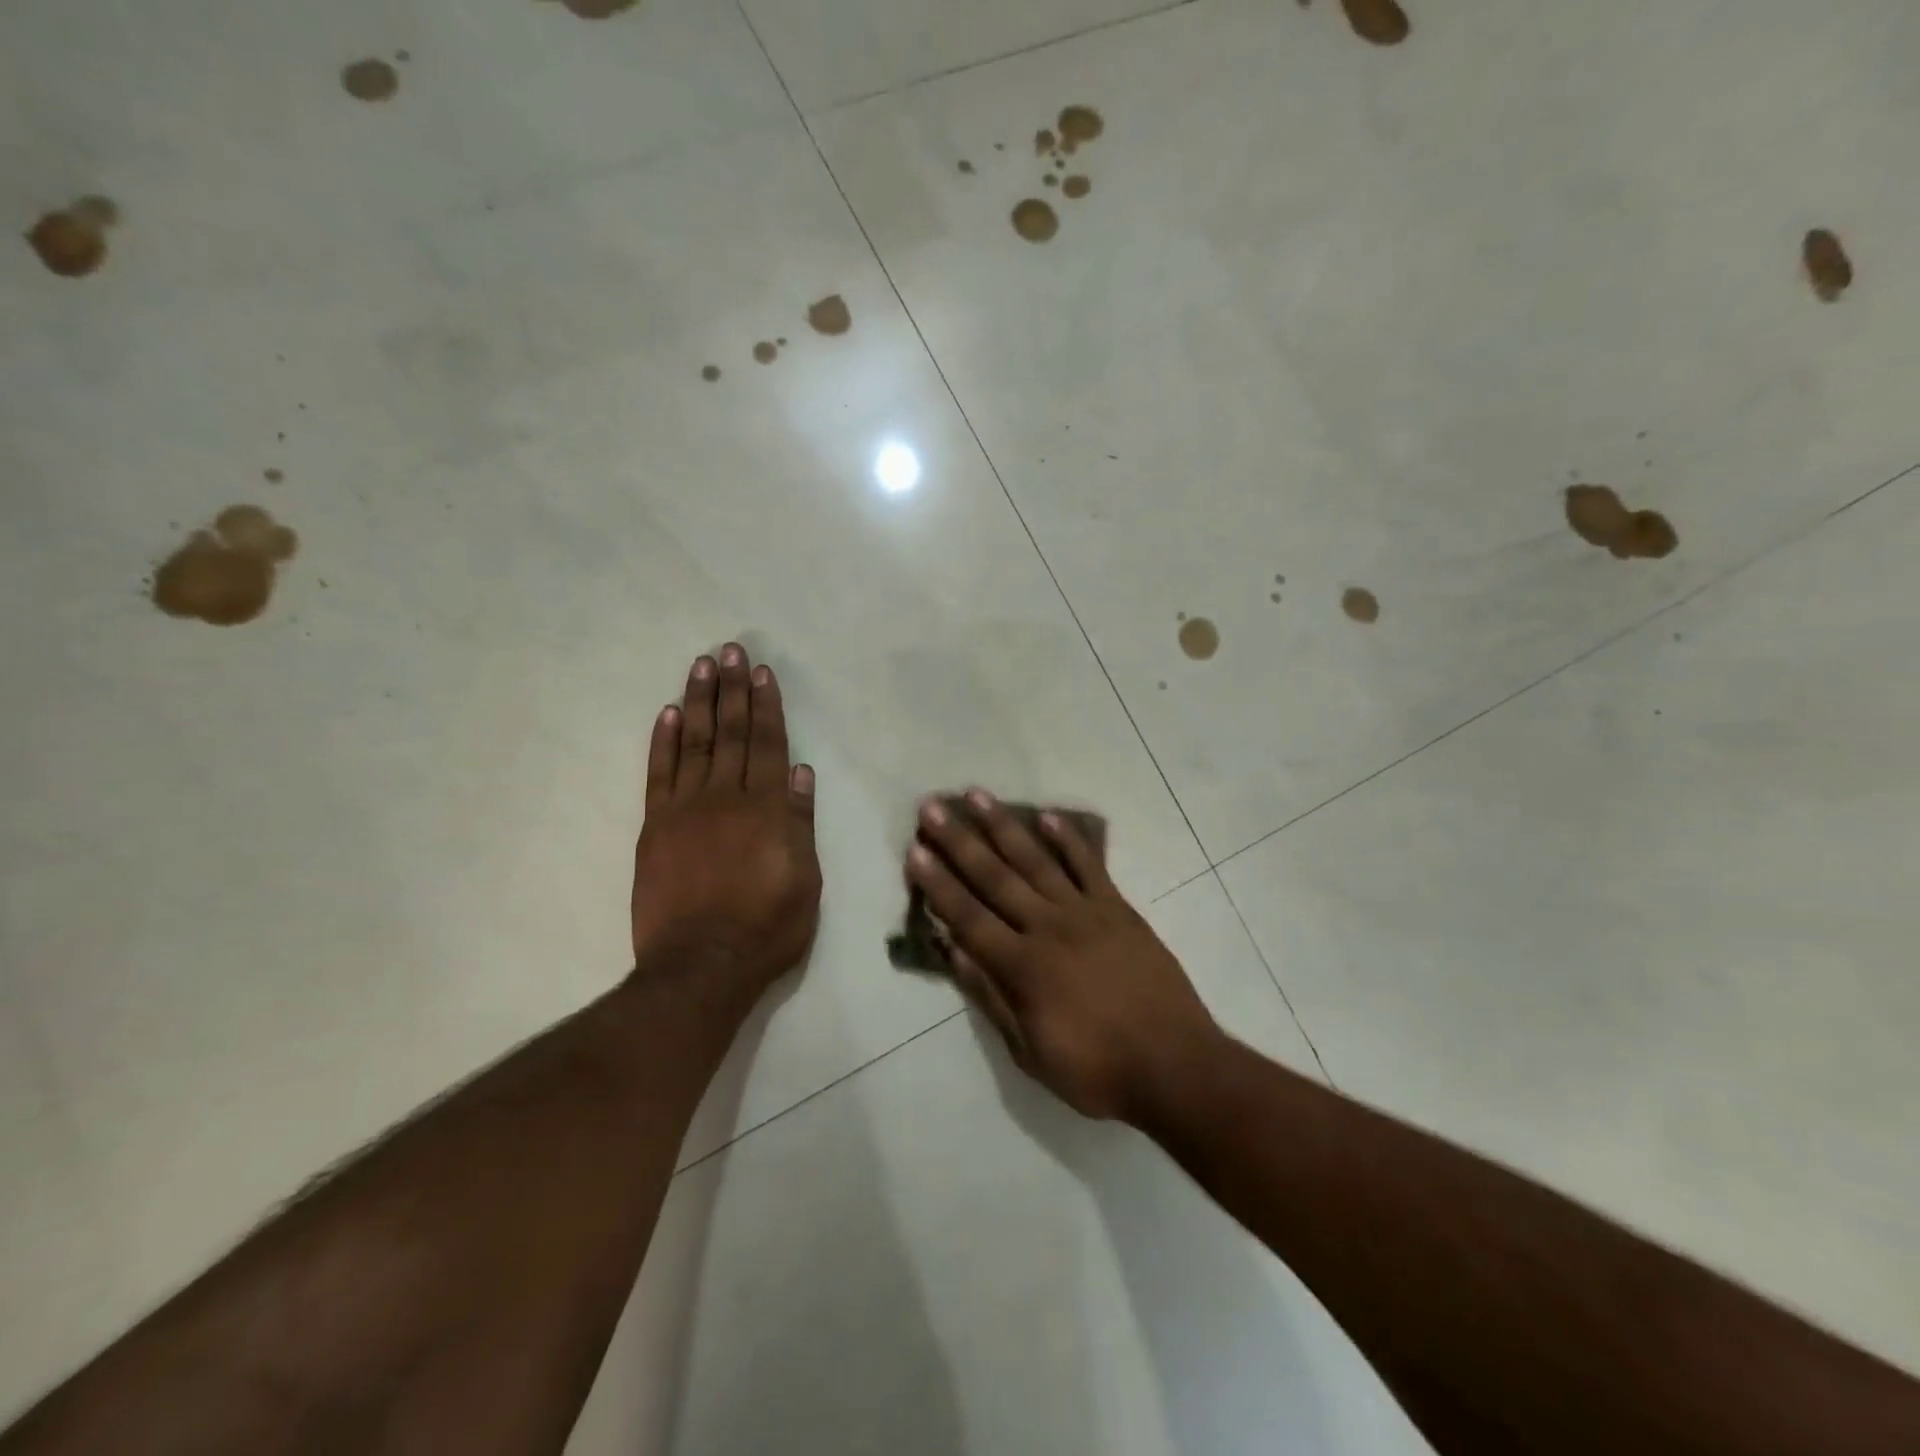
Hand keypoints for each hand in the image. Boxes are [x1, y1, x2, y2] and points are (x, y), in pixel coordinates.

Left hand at [630, 645, 821, 1003]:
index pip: (768, 745)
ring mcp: (685, 810)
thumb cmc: (766, 928)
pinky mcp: (655, 828)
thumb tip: (801, 773)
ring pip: (694, 743)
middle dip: (732, 689)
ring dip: (698, 702)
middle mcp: (726, 798)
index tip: (761, 672)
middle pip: (731, 733)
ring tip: (701, 666)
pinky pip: (659, 775)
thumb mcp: (805, 881)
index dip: (767, 706)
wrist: (700, 966)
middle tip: (729, 649)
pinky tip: (666, 714)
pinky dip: (662, 742)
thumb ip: (800, 824)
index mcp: (767, 810)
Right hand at [905, 789, 1220, 1121]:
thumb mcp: (1031, 1053)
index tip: (915, 852)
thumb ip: (992, 998)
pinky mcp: (1118, 909)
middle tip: (932, 808)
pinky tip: (1047, 817)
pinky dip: (1068, 839)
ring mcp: (1086, 913)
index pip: (968, 917)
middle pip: (995, 878)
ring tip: (977, 797)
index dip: (938, 885)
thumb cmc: (1097, 1070)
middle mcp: (1048, 928)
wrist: (1176, 1065)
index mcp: (1023, 967)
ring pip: (1036, 861)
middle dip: (959, 842)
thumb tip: (955, 953)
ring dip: (1004, 827)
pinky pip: (1089, 866)